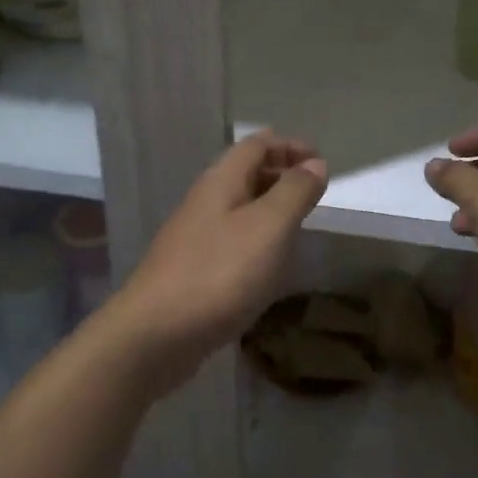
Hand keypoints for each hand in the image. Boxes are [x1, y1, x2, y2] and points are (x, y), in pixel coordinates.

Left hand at [108, 131, 327, 392]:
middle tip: (315, 194)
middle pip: (246, 172)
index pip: (257, 144)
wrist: (156, 333)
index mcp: (221, 181)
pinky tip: (270, 264)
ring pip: (239, 208)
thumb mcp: (269, 227)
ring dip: (270, 208)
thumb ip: (294, 192)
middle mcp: (205, 201)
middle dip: (281, 175)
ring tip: (299, 226)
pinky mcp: (193, 268)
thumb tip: (315, 162)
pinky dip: (257, 239)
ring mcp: (195, 236)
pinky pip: (232, 239)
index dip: (290, 145)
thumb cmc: (219, 273)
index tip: (322, 161)